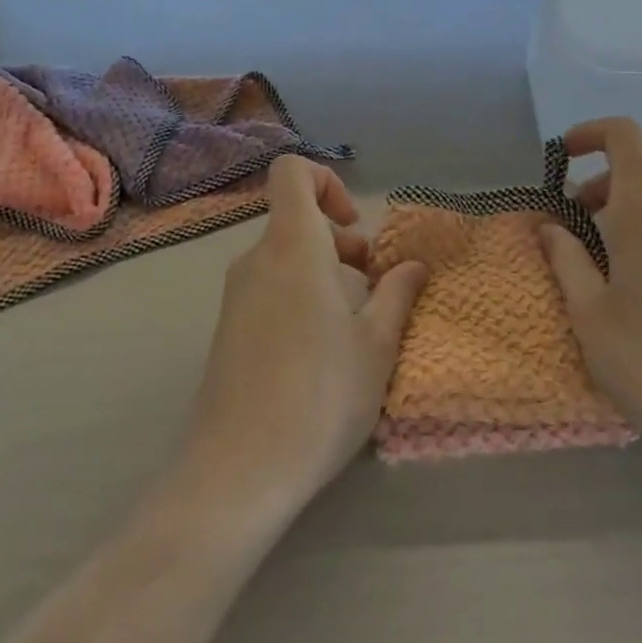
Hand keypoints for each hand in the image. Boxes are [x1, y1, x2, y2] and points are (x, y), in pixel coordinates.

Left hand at [182, 156, 426, 510]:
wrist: (238, 470)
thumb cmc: (320, 396)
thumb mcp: (376, 345)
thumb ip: (397, 294)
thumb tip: (413, 265)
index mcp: (292, 247)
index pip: (291, 172)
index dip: (326, 181)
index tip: (355, 227)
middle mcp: (257, 259)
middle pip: (296, 219)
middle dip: (340, 240)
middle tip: (372, 286)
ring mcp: (236, 295)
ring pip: (286, 257)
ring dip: (324, 272)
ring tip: (356, 323)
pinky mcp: (228, 328)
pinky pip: (270, 287)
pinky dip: (300, 296)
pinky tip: (321, 351)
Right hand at [538, 118, 641, 484]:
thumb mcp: (590, 314)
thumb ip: (565, 259)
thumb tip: (551, 227)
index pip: (622, 135)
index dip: (588, 134)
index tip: (560, 161)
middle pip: (637, 167)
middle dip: (596, 185)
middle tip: (569, 230)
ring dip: (622, 209)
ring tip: (601, 261)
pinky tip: (641, 283)